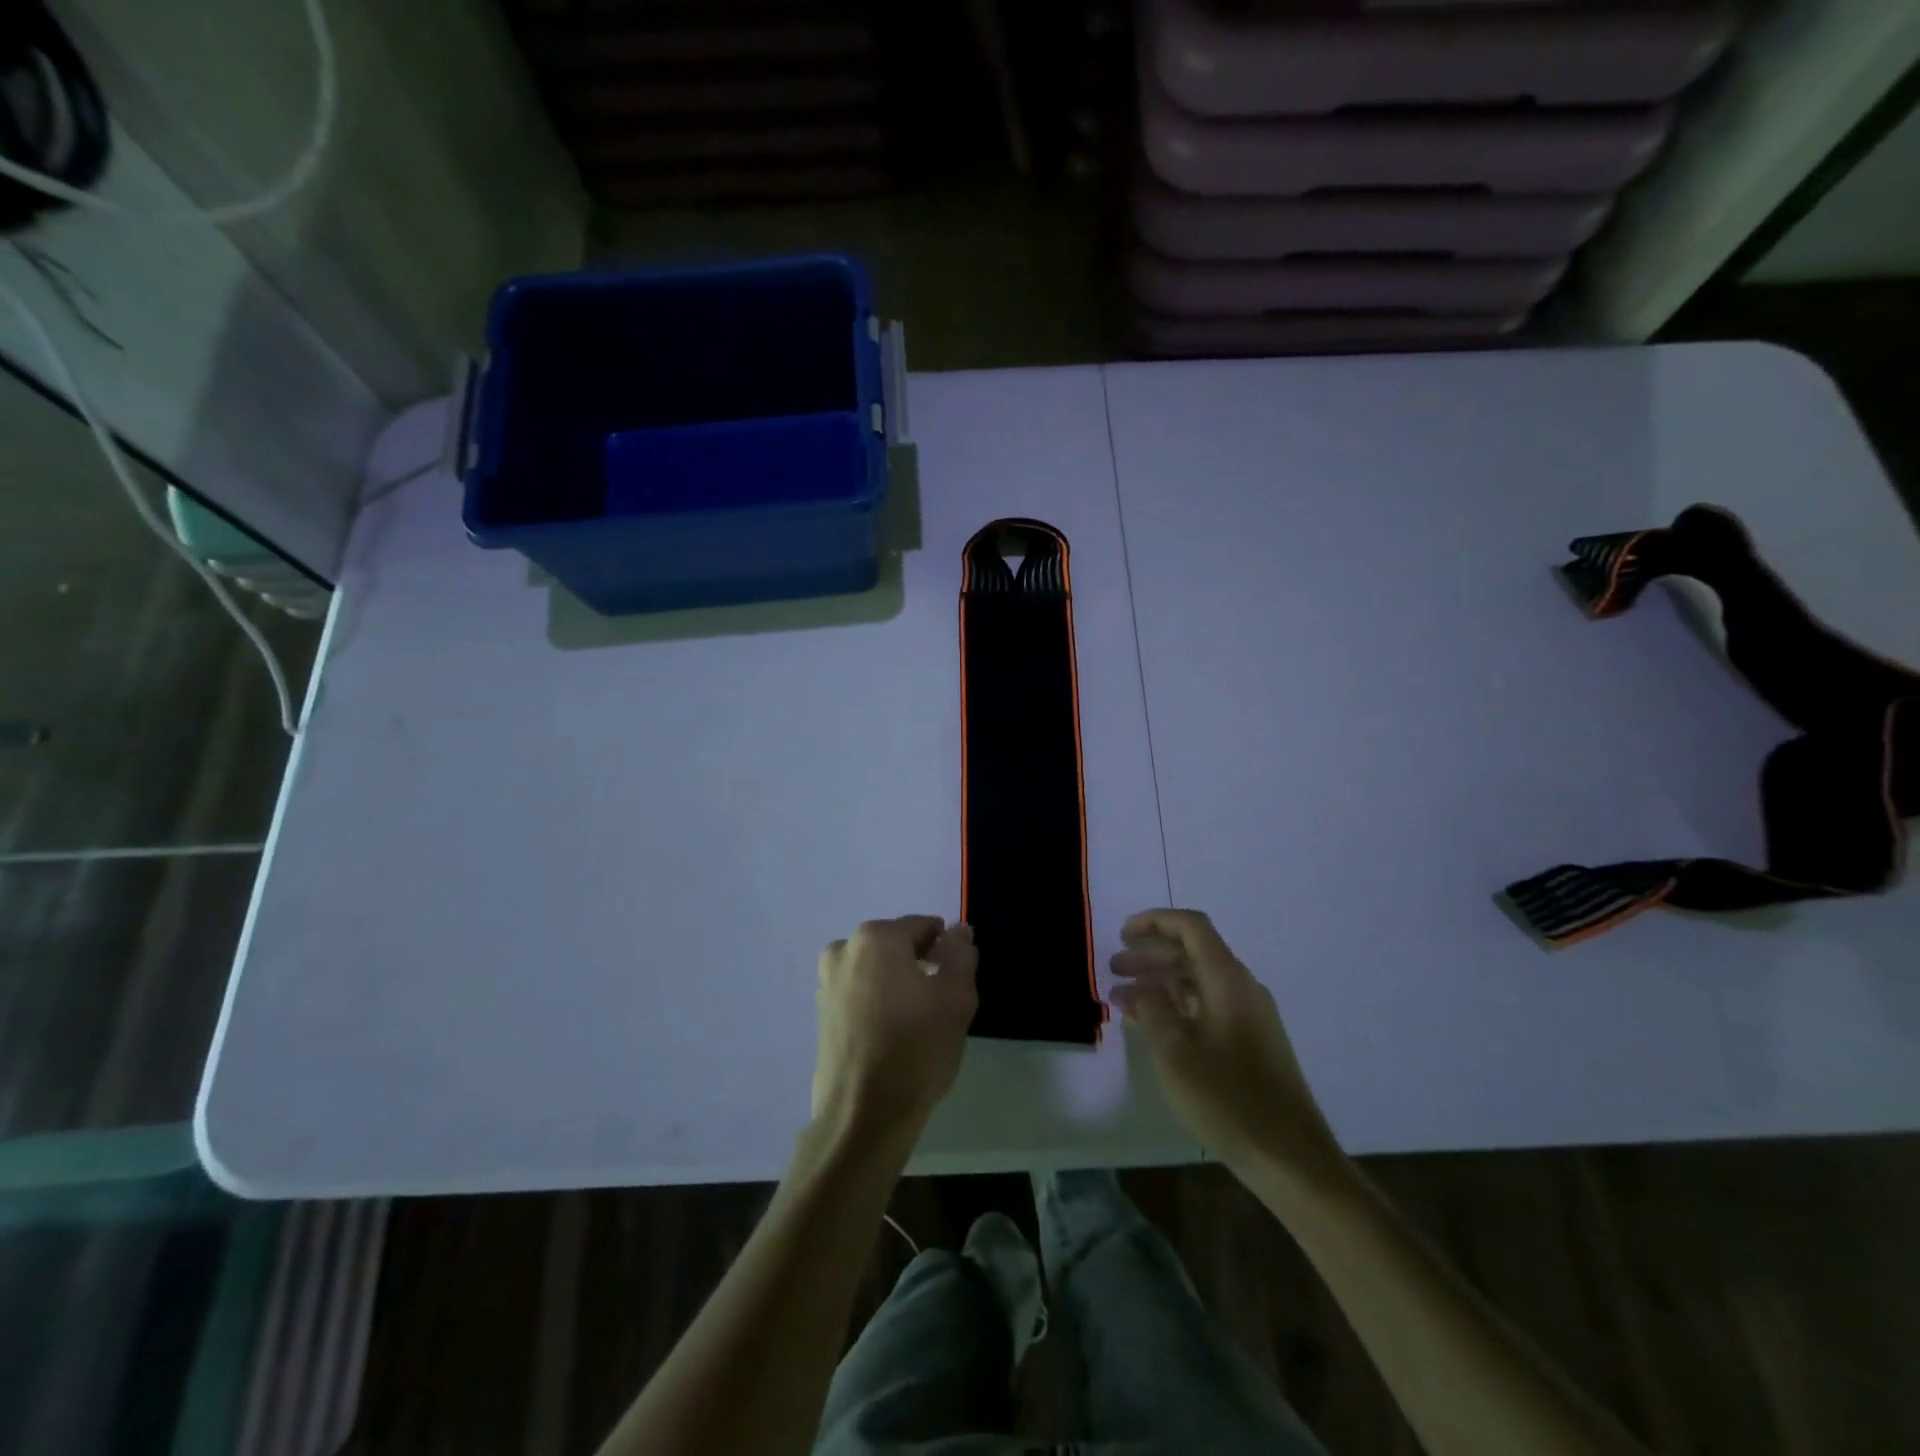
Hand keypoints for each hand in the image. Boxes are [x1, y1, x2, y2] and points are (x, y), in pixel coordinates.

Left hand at [813, 916, 977, 1141]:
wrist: (864, 1115)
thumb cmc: (916, 1048)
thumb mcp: (956, 997)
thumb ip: (960, 954)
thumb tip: (958, 930)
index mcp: (877, 938)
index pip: (923, 927)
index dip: (945, 949)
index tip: (956, 980)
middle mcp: (845, 950)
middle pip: (896, 946)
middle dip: (920, 964)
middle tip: (940, 1003)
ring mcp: (828, 983)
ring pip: (876, 970)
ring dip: (898, 984)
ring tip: (918, 1022)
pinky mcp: (822, 1014)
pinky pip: (860, 994)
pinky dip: (878, 1004)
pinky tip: (893, 1036)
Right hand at [1111, 909, 1338, 1172]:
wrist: (1291, 1159)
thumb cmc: (1229, 1100)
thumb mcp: (1175, 1052)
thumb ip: (1152, 1009)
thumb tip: (1141, 988)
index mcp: (1228, 980)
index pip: (1191, 927)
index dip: (1154, 921)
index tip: (1121, 934)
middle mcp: (1242, 988)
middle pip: (1192, 952)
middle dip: (1150, 955)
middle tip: (1114, 968)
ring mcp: (1250, 1016)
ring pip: (1198, 981)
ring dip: (1160, 983)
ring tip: (1123, 1000)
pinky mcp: (1251, 1042)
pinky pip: (1207, 1006)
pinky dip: (1177, 1007)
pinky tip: (1152, 1027)